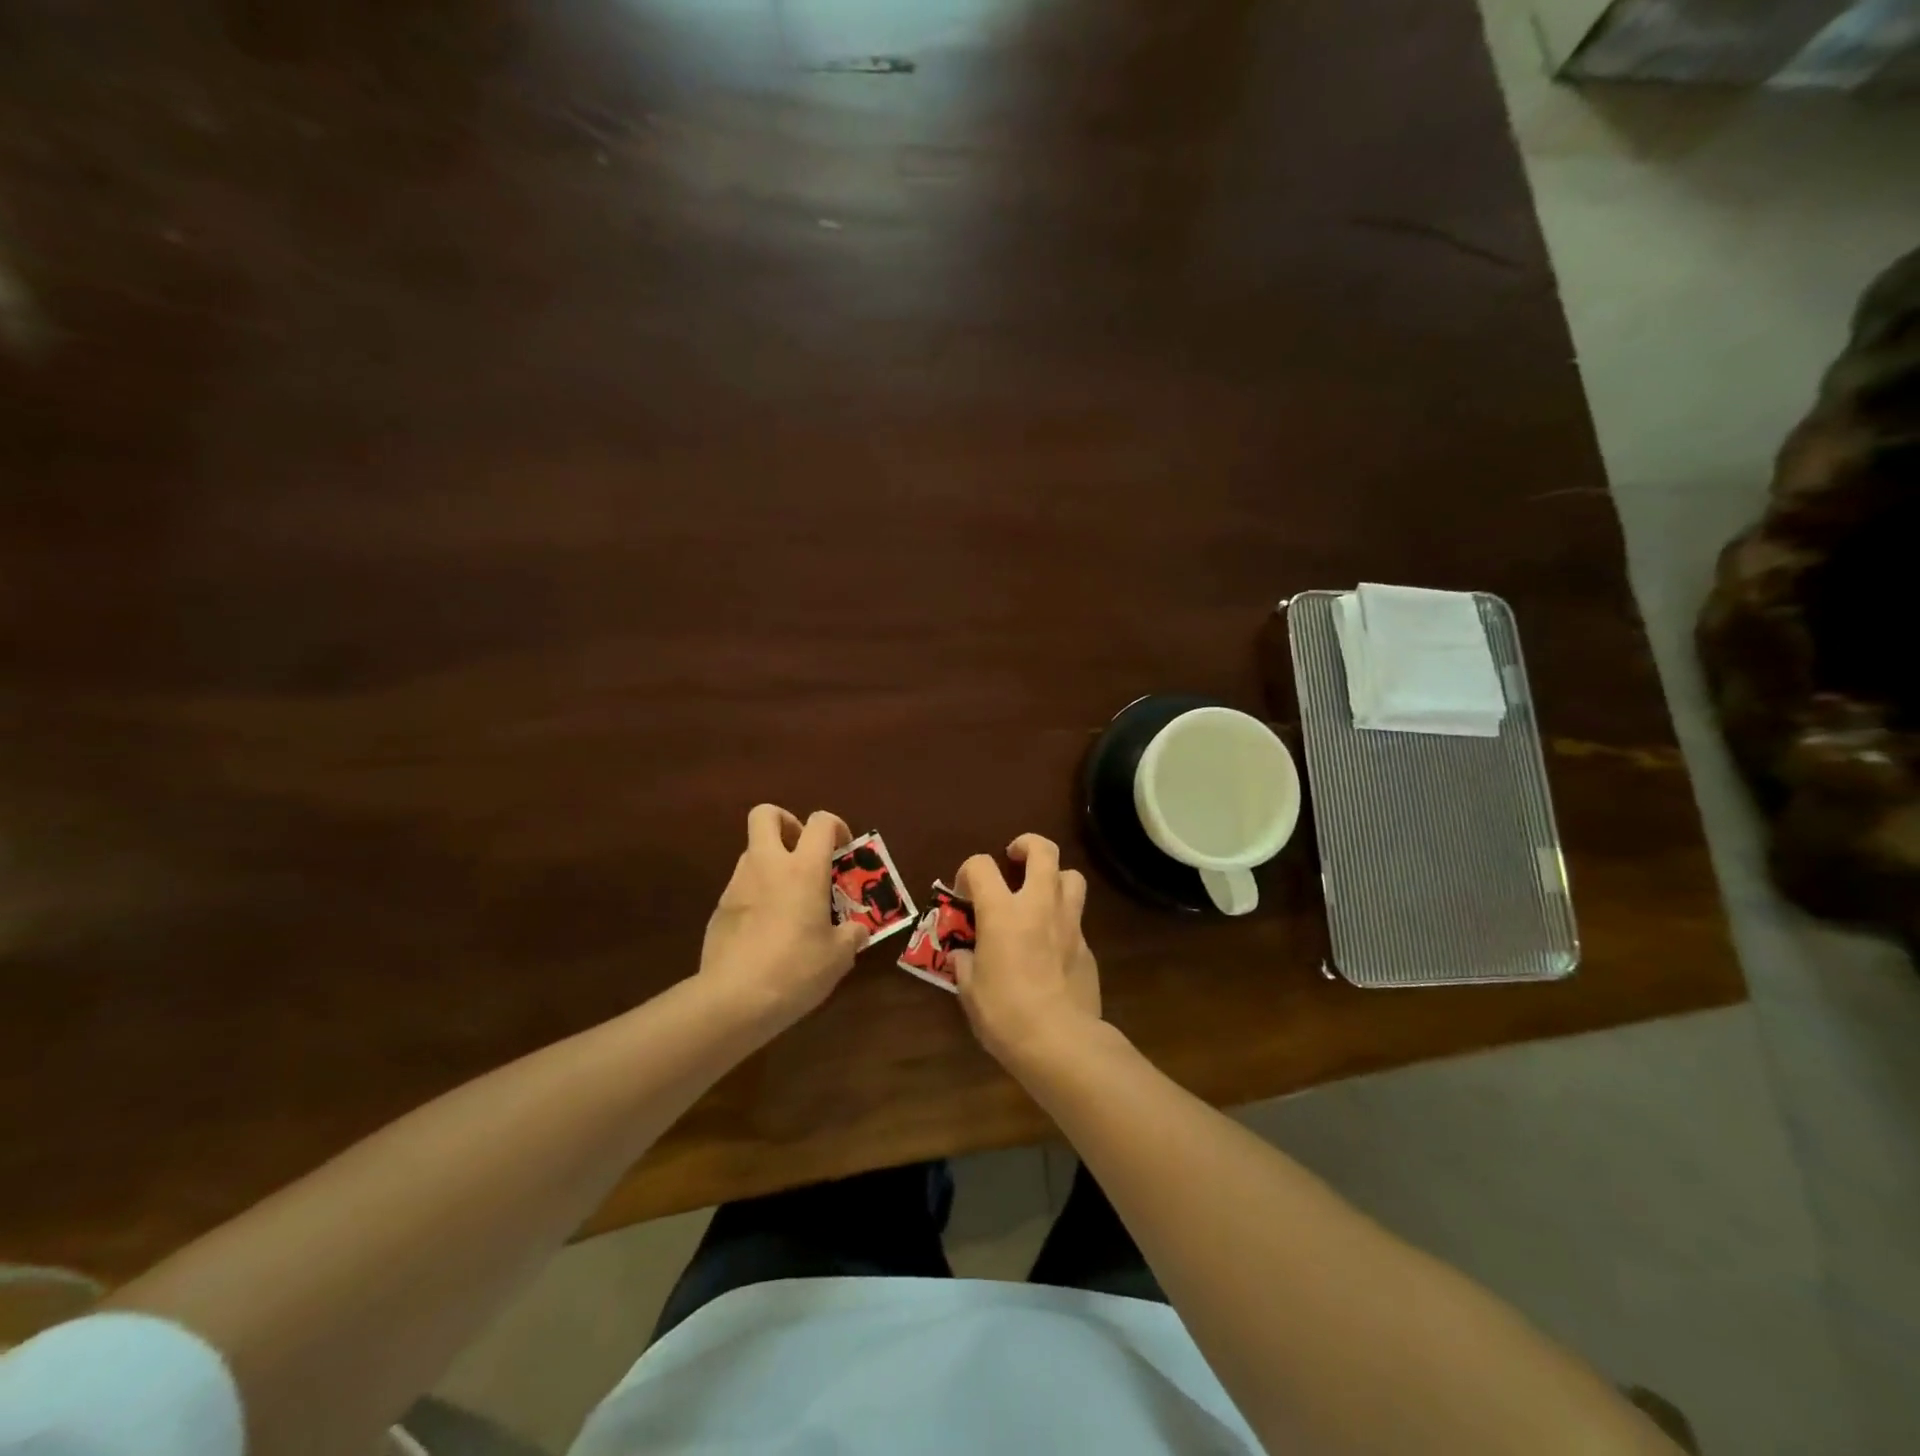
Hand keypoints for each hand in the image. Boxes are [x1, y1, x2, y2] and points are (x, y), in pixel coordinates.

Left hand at [700, 804, 868, 1025]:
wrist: (733, 999)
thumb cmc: (795, 969)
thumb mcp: (838, 957)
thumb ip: (850, 936)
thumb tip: (857, 931)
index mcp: (803, 869)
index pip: (820, 822)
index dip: (835, 827)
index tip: (843, 851)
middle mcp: (767, 865)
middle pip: (767, 815)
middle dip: (786, 823)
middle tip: (802, 851)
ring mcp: (737, 884)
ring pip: (752, 851)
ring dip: (771, 862)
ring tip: (788, 898)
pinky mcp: (719, 908)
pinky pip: (741, 886)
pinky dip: (756, 894)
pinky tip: (767, 928)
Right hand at [952, 833, 1101, 1068]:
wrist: (1061, 1042)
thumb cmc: (1005, 1014)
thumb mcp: (970, 990)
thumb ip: (964, 963)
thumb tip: (962, 955)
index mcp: (1002, 912)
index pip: (980, 865)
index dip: (967, 871)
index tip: (964, 892)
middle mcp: (1039, 905)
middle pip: (1043, 850)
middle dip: (1027, 845)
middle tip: (1013, 859)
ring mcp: (1069, 923)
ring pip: (1072, 876)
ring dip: (1055, 877)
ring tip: (1041, 895)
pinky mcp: (1088, 946)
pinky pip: (1077, 918)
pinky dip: (1063, 920)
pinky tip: (1052, 945)